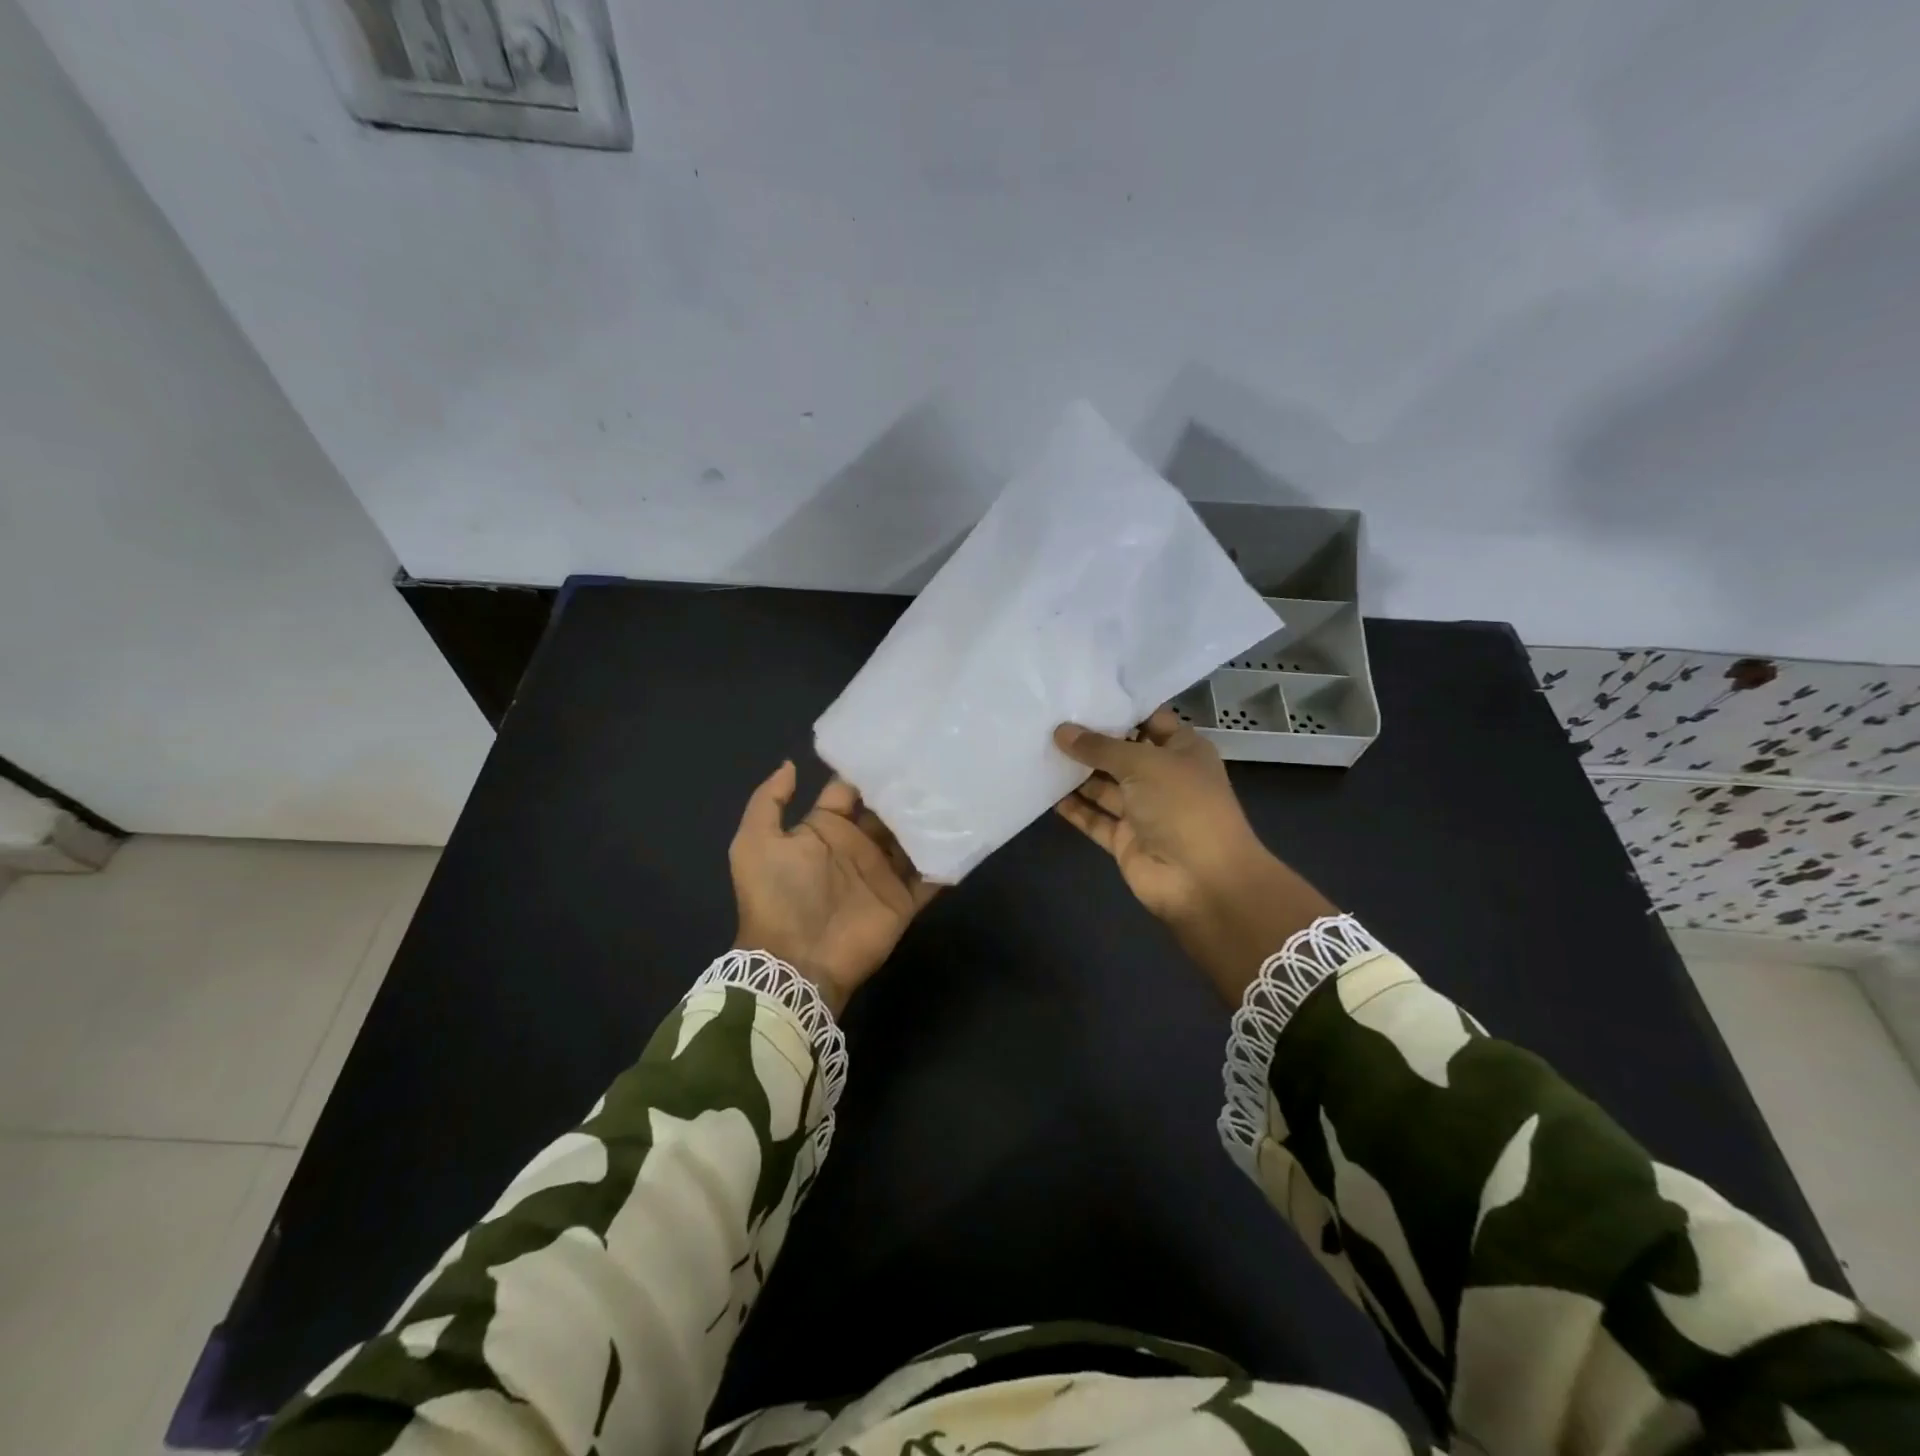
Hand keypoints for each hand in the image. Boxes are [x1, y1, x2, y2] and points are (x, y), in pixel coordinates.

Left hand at [730, 762, 936, 1014]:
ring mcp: (881, 874)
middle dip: (905, 790)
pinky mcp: (902, 900)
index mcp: (824, 830)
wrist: (795, 962)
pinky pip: (929, 877)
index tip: (894, 745)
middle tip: (934, 760)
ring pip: (911, 839)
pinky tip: (964, 833)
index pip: (849, 791)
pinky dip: (944, 860)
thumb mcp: (754, 843)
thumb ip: (768, 801)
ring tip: (955, 790)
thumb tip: (790, 764)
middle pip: (886, 812)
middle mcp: (856, 847)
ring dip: (928, 820)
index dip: (867, 771)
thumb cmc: (776, 897)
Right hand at [1053, 708, 1335, 1000]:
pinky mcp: (1125, 840)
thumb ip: (1100, 747)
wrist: (1202, 880)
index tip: (1082, 692)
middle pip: (1122, 753)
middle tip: (1048, 718)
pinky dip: (1073, 808)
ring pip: (1104, 786)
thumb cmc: (1183, 806)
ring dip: (1076, 772)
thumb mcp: (1143, 764)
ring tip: (1039, 748)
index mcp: (1183, 750)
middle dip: (1090, 739)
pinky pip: (1094, 819)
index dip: (1120, 707)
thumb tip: (1061, 731)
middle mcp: (1163, 777)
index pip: (1150, 720)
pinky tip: (1044, 789)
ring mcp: (1144, 810)